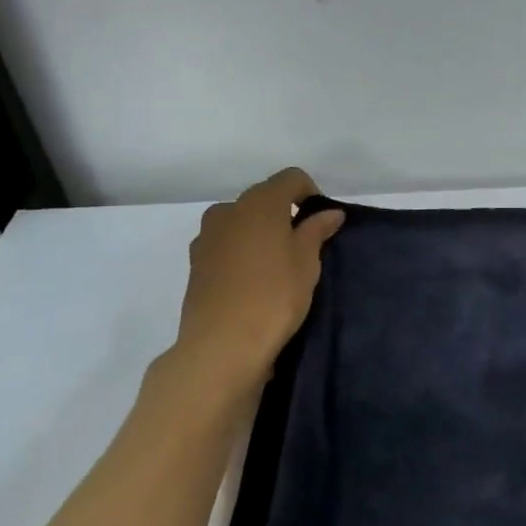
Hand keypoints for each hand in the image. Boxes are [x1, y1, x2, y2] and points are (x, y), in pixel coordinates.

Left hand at [160, 168, 344, 398]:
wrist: (220, 347)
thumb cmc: (274, 295)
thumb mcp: (307, 262)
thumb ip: (316, 230)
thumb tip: (329, 213)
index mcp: (260, 202)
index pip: (291, 178)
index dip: (311, 193)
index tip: (321, 223)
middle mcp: (229, 210)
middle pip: (263, 198)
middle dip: (284, 213)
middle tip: (302, 246)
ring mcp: (207, 237)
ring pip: (241, 222)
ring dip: (259, 232)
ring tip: (275, 265)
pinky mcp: (195, 264)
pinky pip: (225, 245)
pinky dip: (241, 252)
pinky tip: (252, 281)